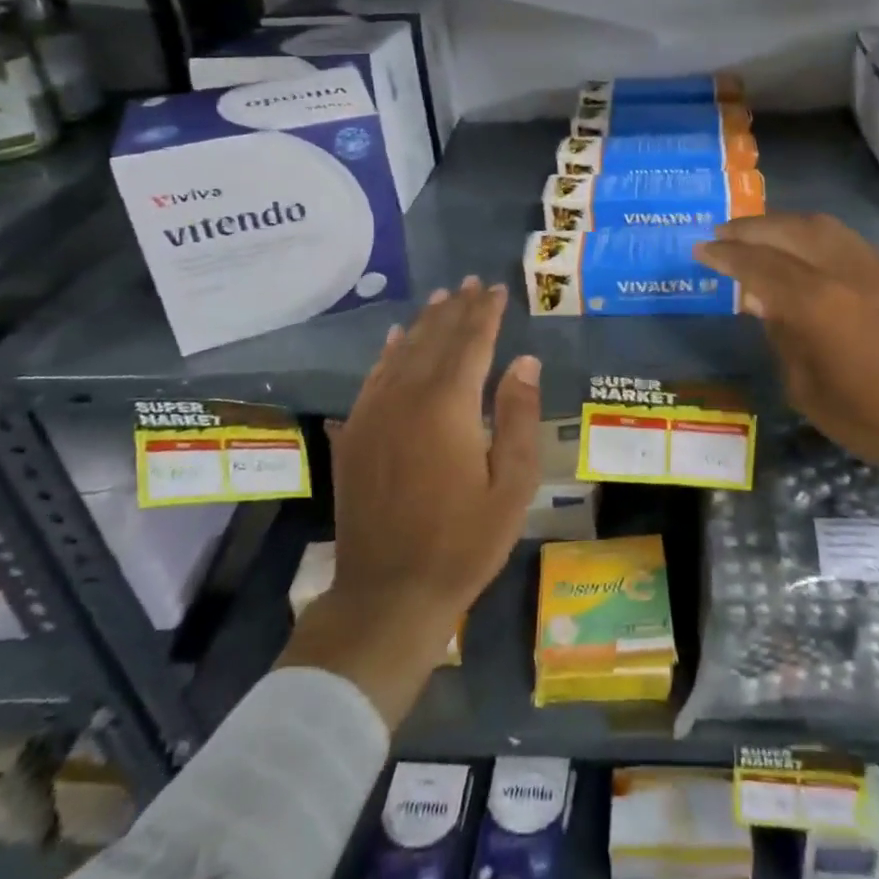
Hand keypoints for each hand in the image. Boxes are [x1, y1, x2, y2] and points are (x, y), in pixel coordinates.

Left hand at [278, 278, 541, 724]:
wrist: (388, 594)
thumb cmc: (463, 542)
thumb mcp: (512, 486)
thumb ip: (518, 417)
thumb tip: (524, 361)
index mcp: (448, 406)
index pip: (471, 343)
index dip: (486, 314)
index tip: (497, 289)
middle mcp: (406, 398)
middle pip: (435, 340)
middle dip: (457, 310)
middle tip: (471, 283)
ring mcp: (373, 415)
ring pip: (401, 353)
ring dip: (424, 324)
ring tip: (441, 300)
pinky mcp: (355, 435)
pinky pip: (373, 379)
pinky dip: (389, 354)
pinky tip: (395, 342)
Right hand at [694, 214, 878, 557]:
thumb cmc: (878, 423)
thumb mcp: (810, 392)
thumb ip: (782, 337)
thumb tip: (762, 302)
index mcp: (818, 304)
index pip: (759, 265)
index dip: (726, 255)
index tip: (700, 249)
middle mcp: (846, 272)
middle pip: (789, 230)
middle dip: (750, 228)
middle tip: (721, 234)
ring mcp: (876, 269)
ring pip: (821, 225)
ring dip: (782, 223)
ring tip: (756, 234)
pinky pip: (844, 239)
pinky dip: (812, 233)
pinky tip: (801, 249)